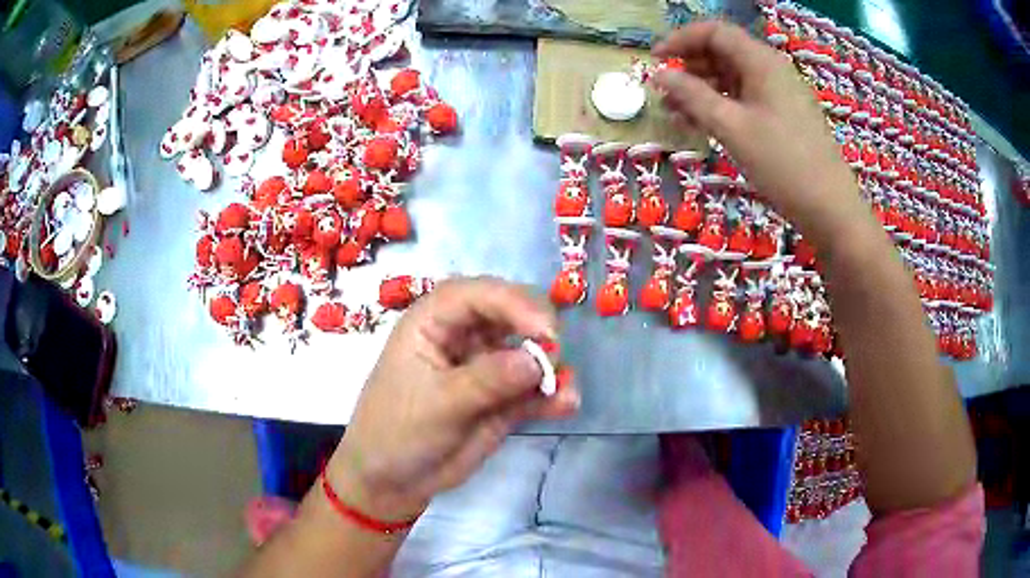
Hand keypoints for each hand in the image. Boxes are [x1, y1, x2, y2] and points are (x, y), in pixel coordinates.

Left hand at [325, 277, 579, 521]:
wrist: (393, 482)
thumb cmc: (396, 431)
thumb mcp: (436, 404)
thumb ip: (487, 380)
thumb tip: (538, 360)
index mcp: (433, 322)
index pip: (476, 294)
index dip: (513, 303)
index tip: (545, 330)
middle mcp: (463, 336)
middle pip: (510, 314)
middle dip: (537, 330)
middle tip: (556, 356)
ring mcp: (486, 367)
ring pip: (529, 352)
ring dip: (552, 366)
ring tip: (565, 391)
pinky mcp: (503, 399)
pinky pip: (534, 389)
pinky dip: (553, 394)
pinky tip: (567, 405)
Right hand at [652, 21, 866, 239]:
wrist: (830, 209)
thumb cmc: (783, 164)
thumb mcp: (732, 128)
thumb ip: (693, 96)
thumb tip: (660, 74)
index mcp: (761, 61)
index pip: (714, 32)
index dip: (680, 40)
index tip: (656, 60)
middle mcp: (771, 69)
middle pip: (723, 52)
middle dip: (690, 67)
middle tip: (665, 92)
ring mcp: (779, 93)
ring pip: (732, 77)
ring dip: (702, 89)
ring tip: (677, 113)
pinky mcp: (783, 115)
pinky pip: (746, 98)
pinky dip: (722, 105)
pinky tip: (704, 124)